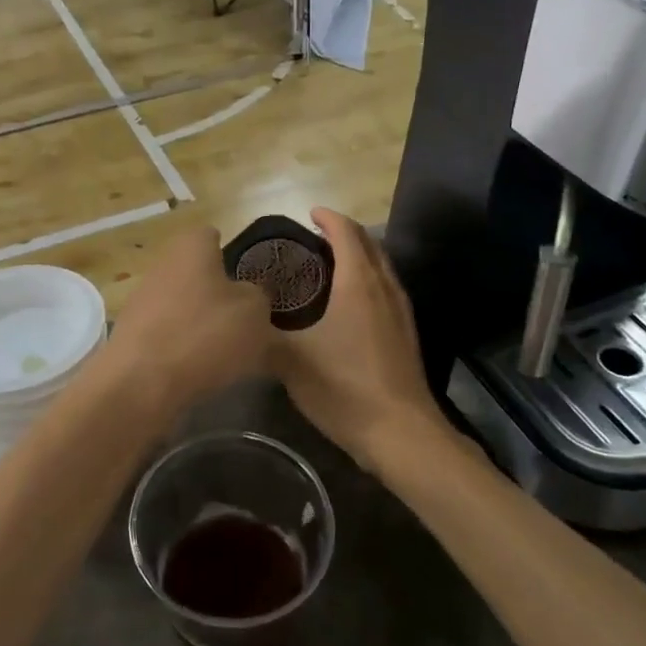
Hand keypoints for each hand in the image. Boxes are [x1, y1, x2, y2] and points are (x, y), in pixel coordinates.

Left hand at [88, 224, 273, 425]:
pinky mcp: (131, 333)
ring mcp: (141, 299)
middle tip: (242, 318)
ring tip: (224, 350)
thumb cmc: (205, 334)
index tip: (247, 278)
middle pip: (196, 271)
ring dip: (199, 321)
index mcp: (191, 247)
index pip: (212, 235)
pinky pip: (167, 332)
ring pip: (181, 303)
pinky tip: (197, 369)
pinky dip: (182, 346)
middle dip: (217, 291)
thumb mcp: (255, 313)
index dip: (231, 253)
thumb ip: (256, 297)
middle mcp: (162, 264)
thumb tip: (245, 296)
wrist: (141, 383)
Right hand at [271, 209, 445, 467]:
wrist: (401, 433)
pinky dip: (368, 279)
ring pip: (381, 266)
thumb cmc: (345, 388)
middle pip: (369, 244)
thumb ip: (262, 335)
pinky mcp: (406, 334)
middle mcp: (384, 288)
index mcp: (358, 284)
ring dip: (359, 255)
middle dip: (344, 232)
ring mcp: (400, 311)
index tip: (308, 212)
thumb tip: (239, 319)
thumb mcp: (291, 362)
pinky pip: (386, 289)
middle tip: (313, 236)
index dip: (328, 217)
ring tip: (330, 262)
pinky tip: (350, 303)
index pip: (346, 233)